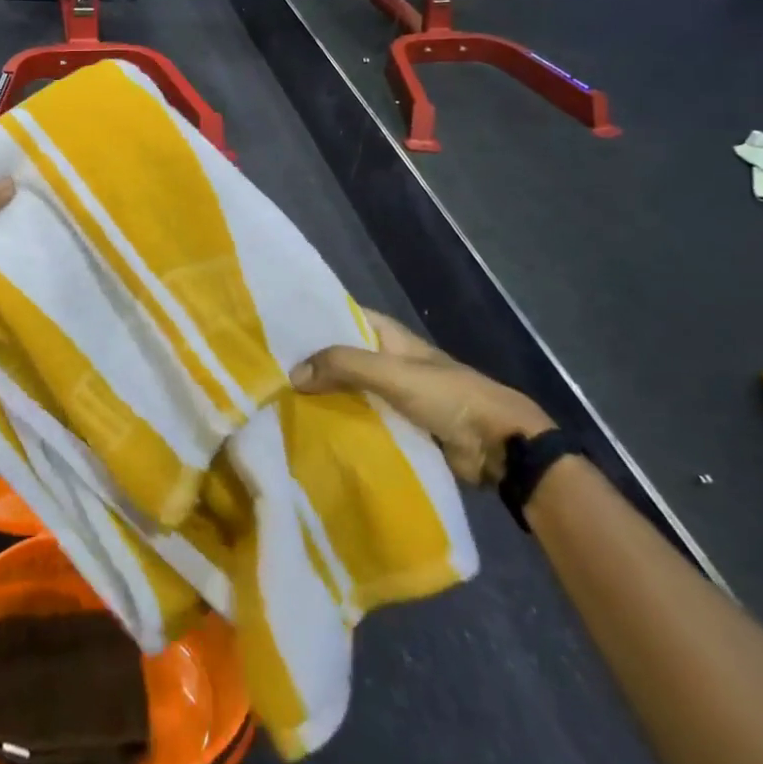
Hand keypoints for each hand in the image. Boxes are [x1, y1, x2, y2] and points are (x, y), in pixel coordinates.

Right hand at [291, 310, 553, 484]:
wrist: (499, 447)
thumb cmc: (448, 396)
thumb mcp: (393, 374)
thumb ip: (344, 367)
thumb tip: (292, 375)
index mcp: (387, 335)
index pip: (340, 316)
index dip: (310, 320)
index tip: (271, 329)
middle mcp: (385, 359)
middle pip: (339, 357)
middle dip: (309, 364)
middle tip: (263, 373)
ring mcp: (390, 394)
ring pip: (346, 391)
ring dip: (321, 397)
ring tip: (275, 404)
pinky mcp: (396, 427)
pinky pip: (359, 420)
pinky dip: (338, 424)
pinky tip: (308, 433)